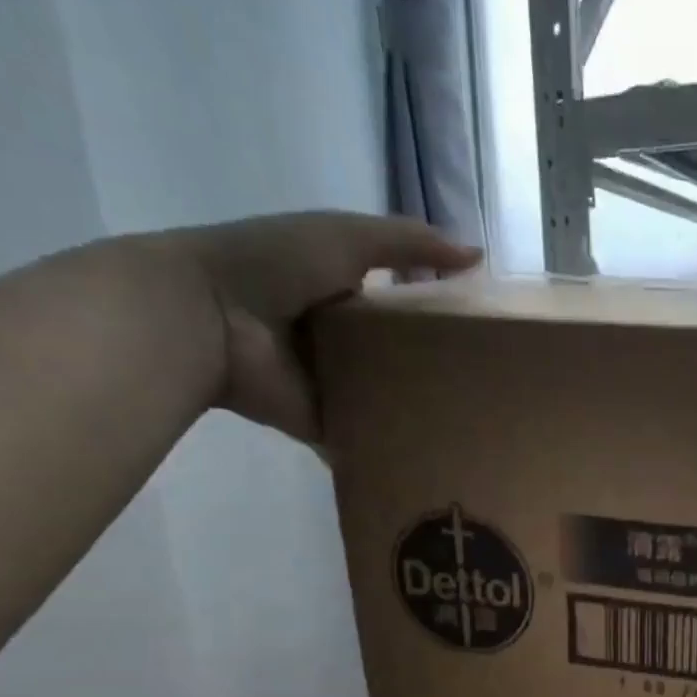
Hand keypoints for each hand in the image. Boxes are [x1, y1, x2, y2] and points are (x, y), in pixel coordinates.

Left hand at [160, 211, 480, 443]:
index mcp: (342, 293)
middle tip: (488, 387)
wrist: (208, 318)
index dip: (438, 315)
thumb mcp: (347, 237)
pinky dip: (393, 449)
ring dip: (420, 412)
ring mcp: (332, 386)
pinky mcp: (325, 424)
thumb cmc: (275, 265)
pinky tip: (436, 458)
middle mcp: (340, 340)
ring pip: (387, 401)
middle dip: (438, 371)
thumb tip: (479, 257)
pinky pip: (367, 439)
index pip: (401, 306)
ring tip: (474, 425)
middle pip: (399, 358)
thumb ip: (410, 245)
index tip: (483, 334)